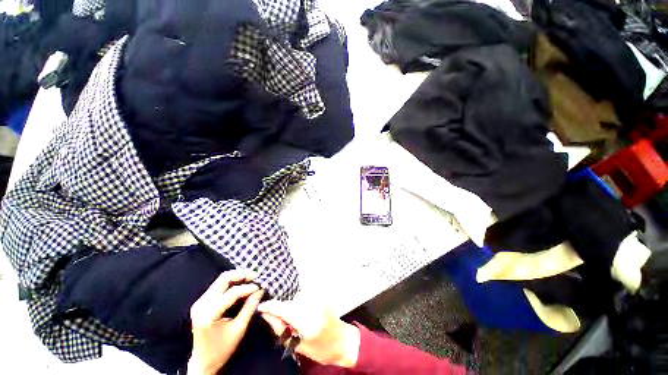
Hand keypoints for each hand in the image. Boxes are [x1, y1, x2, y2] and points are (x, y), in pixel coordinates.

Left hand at [188, 270, 264, 374]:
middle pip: (223, 279)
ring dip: (237, 277)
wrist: (202, 362)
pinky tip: (241, 284)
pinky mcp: (201, 302)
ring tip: (250, 278)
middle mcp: (201, 305)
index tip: (260, 287)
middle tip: (255, 275)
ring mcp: (199, 302)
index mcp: (209, 315)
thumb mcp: (239, 329)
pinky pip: (218, 285)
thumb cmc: (222, 349)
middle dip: (241, 275)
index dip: (248, 288)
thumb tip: (260, 291)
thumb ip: (249, 308)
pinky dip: (231, 282)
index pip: (231, 293)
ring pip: (220, 280)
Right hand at [258, 299, 360, 367]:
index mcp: (309, 322)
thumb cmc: (321, 349)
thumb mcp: (298, 345)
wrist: (342, 340)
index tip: (260, 307)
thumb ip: (281, 329)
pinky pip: (304, 295)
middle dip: (281, 309)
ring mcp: (320, 298)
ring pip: (296, 297)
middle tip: (280, 321)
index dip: (271, 306)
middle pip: (290, 302)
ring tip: (293, 319)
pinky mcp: (322, 295)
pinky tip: (299, 312)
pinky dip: (298, 302)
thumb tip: (266, 315)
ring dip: (290, 306)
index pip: (285, 309)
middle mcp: (314, 305)